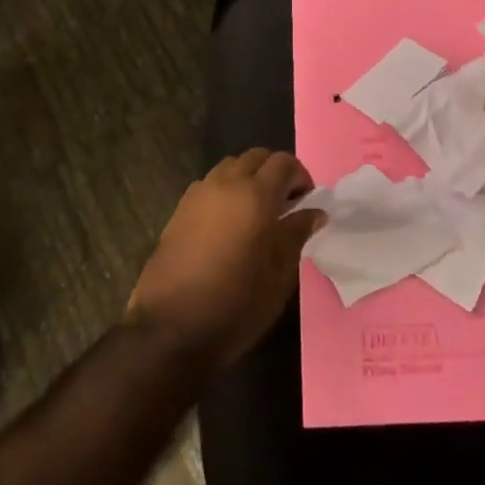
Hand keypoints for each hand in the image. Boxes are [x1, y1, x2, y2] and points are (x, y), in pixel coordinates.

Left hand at [126, 149, 323, 370]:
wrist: (171, 328)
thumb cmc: (236, 303)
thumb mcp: (279, 274)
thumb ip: (297, 234)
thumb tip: (314, 212)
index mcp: (255, 194)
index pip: (283, 162)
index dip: (300, 176)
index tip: (307, 200)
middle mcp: (226, 183)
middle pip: (255, 157)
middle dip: (274, 172)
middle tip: (285, 203)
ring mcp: (198, 194)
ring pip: (230, 167)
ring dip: (247, 178)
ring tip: (256, 211)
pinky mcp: (179, 210)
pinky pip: (209, 185)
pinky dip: (225, 191)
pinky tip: (228, 224)